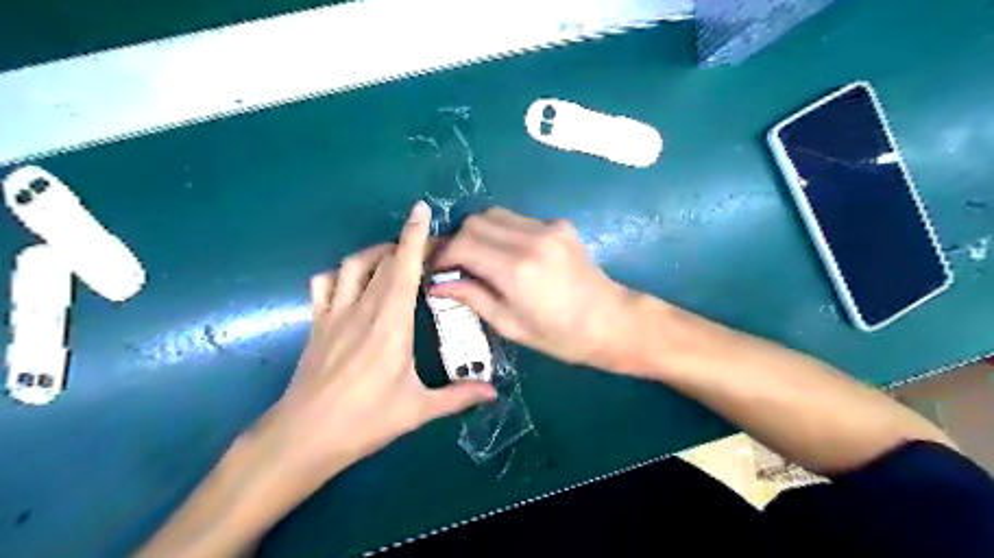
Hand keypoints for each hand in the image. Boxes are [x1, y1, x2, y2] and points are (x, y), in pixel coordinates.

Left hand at [252, 200, 493, 484]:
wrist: (304, 436)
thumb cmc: (365, 421)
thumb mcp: (417, 410)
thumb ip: (458, 397)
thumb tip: (493, 393)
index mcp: (391, 324)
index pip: (404, 268)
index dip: (414, 236)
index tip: (421, 210)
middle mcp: (362, 308)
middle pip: (384, 260)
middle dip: (407, 244)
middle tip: (429, 249)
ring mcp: (334, 313)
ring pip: (353, 264)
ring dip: (376, 253)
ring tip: (394, 259)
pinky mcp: (316, 323)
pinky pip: (324, 283)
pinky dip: (341, 273)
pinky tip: (353, 283)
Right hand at [429, 209, 630, 369]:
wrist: (611, 322)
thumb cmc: (560, 336)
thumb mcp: (510, 325)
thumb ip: (472, 298)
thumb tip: (437, 285)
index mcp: (516, 270)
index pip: (462, 245)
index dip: (442, 255)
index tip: (437, 270)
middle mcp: (530, 240)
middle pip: (474, 222)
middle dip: (458, 241)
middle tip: (456, 265)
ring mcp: (547, 228)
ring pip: (495, 214)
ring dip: (479, 233)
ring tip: (480, 258)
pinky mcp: (559, 224)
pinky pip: (518, 219)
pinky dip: (503, 232)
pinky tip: (509, 254)